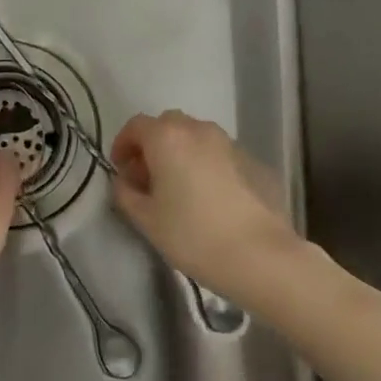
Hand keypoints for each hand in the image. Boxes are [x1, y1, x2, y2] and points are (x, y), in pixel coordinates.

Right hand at [111, 110, 306, 306]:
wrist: (259, 254)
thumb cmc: (193, 234)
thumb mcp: (146, 219)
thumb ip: (126, 194)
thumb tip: (125, 181)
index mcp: (167, 138)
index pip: (136, 126)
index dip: (123, 144)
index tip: (120, 169)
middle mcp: (198, 130)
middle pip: (167, 126)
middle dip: (151, 146)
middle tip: (146, 178)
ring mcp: (228, 143)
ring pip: (194, 137)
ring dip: (179, 153)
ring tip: (177, 187)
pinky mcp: (251, 160)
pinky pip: (216, 153)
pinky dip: (204, 164)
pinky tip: (206, 196)